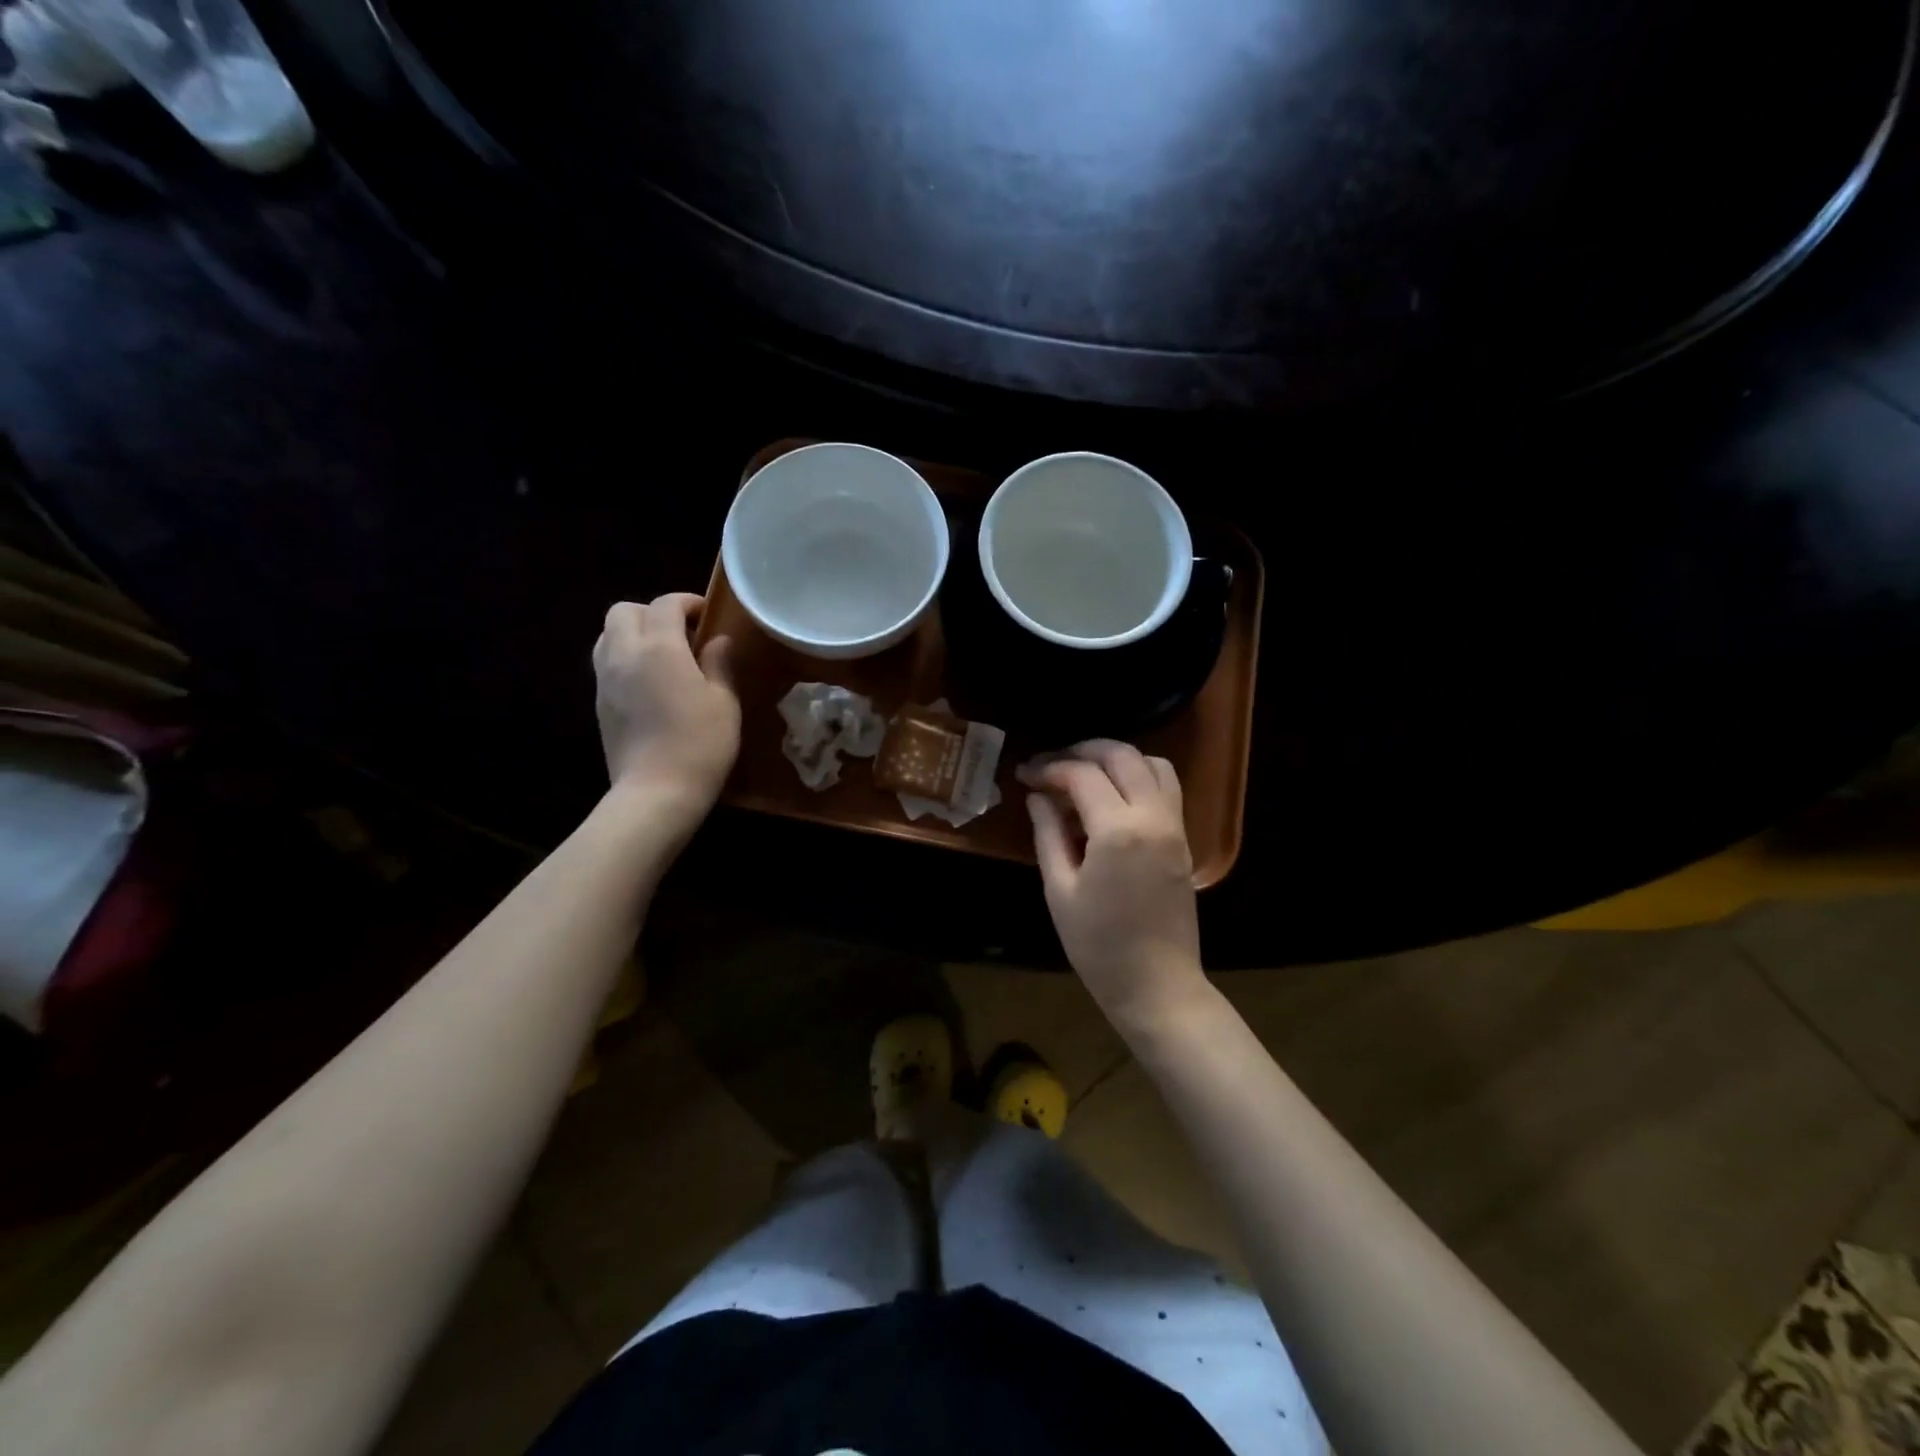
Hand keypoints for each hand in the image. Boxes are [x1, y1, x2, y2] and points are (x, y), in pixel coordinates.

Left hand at [593, 595, 739, 816]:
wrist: (656, 792)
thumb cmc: (700, 744)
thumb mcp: (724, 701)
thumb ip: (718, 663)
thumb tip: (717, 640)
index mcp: (660, 647)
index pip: (666, 604)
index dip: (688, 602)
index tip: (706, 616)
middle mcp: (624, 653)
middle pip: (624, 611)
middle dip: (652, 612)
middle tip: (681, 633)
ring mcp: (605, 679)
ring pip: (608, 634)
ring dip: (633, 633)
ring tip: (662, 655)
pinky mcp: (599, 703)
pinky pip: (606, 662)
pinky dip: (626, 658)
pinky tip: (650, 683)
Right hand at [1021, 740, 1206, 1027]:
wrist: (1156, 985)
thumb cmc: (1098, 945)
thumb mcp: (1060, 889)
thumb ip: (1048, 833)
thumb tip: (1038, 796)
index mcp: (1118, 830)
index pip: (1081, 775)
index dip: (1049, 768)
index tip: (1025, 775)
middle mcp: (1153, 816)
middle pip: (1122, 755)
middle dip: (1083, 750)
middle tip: (1052, 764)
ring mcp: (1175, 826)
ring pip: (1153, 763)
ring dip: (1117, 758)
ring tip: (1084, 773)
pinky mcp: (1183, 839)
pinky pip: (1166, 787)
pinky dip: (1139, 776)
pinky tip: (1110, 797)